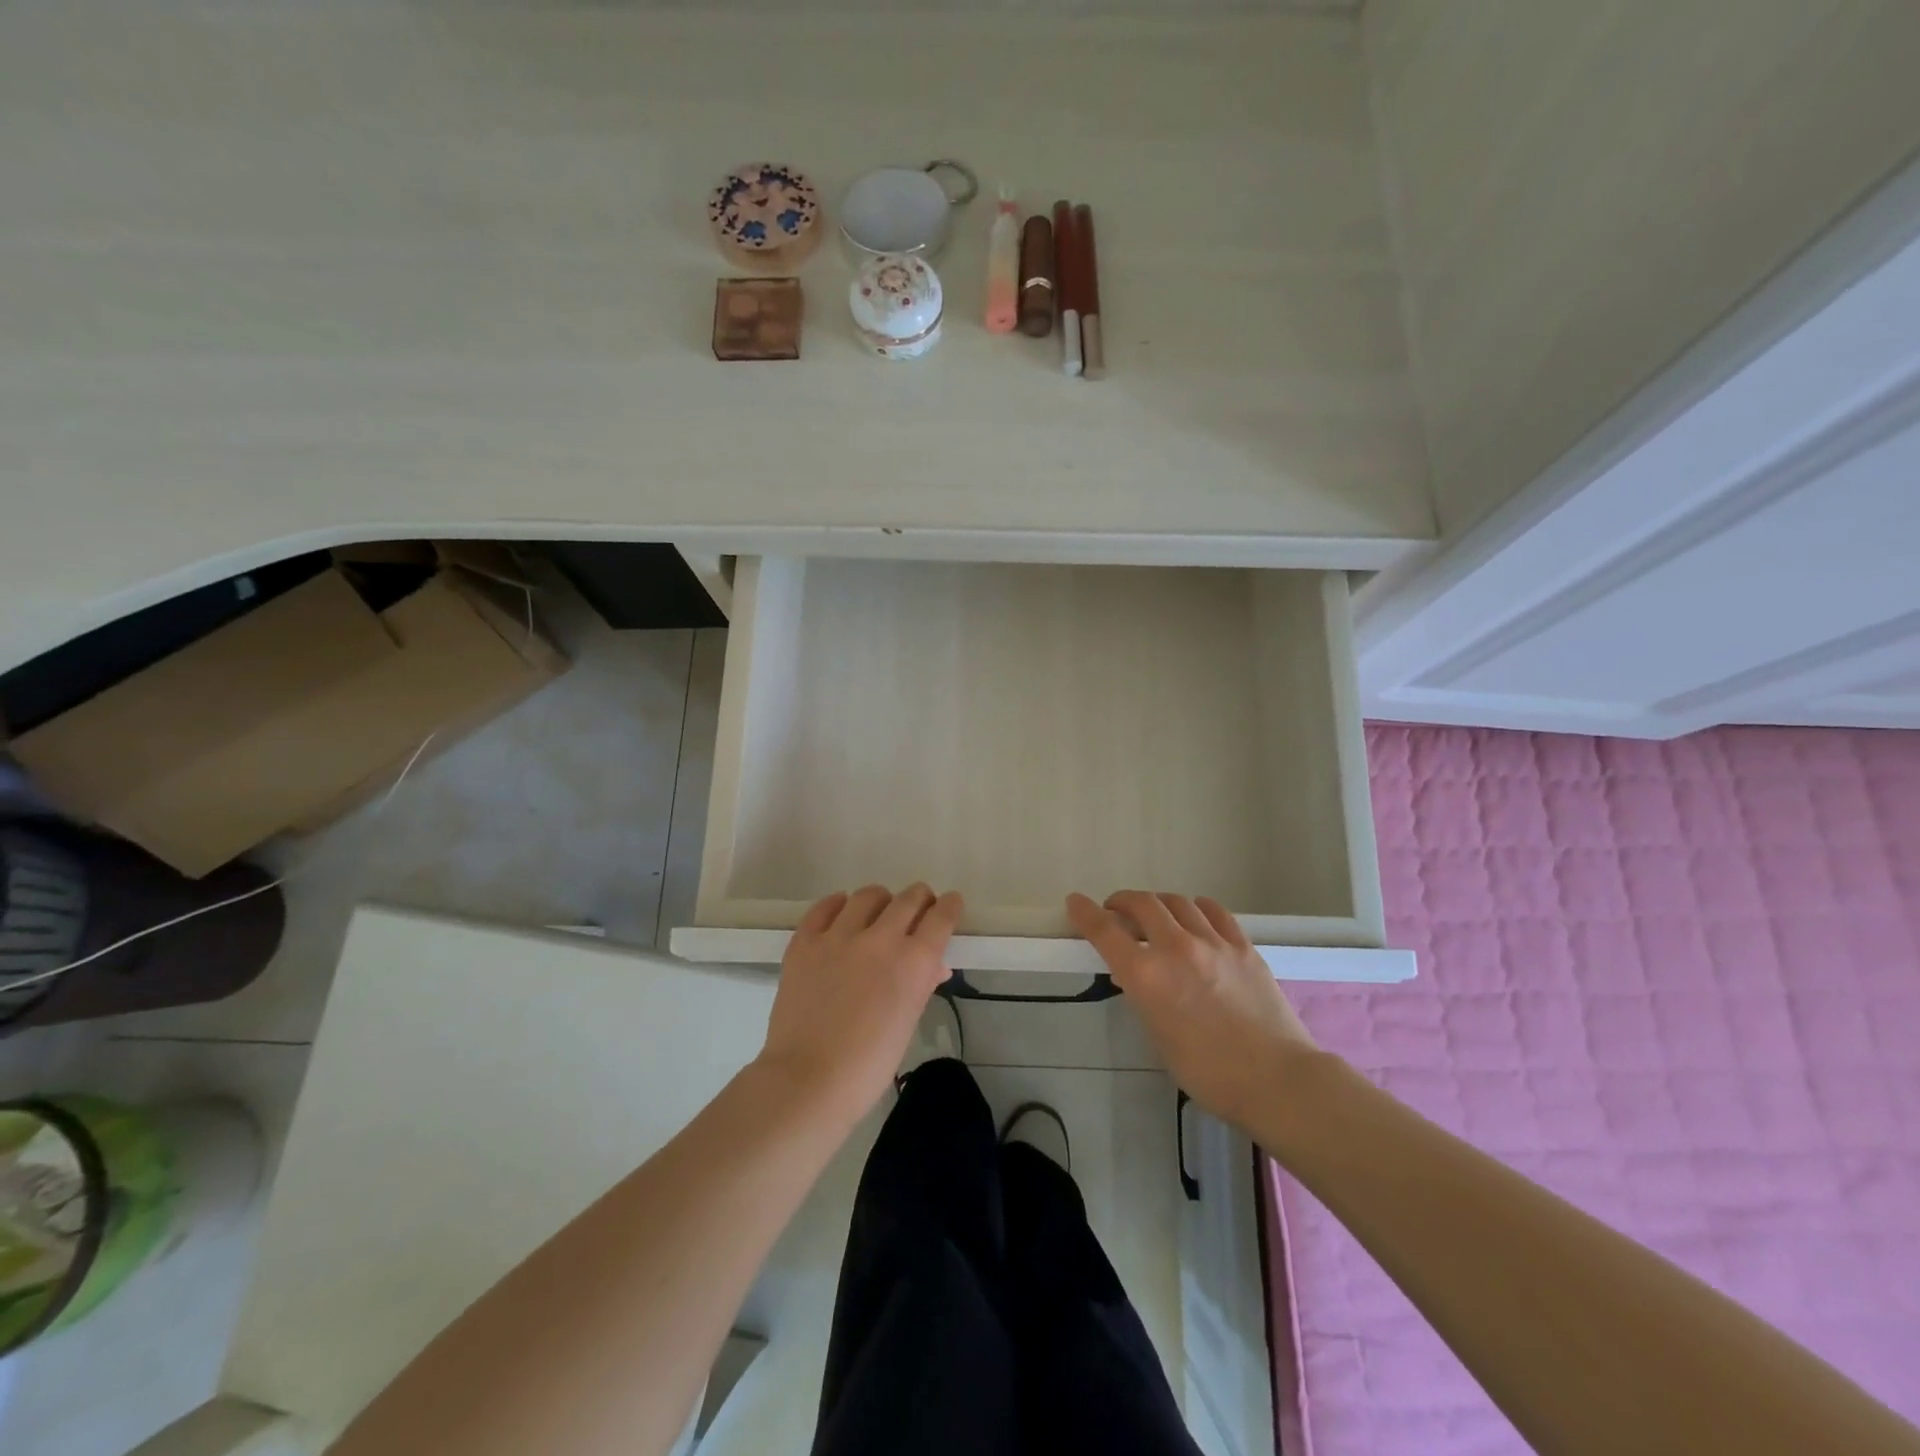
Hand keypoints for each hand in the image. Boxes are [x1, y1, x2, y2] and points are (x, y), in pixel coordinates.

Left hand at [758, 883, 962, 1116]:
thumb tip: (933, 965)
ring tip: (878, 912)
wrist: (807, 1080)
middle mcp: (881, 939)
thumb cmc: (868, 1064)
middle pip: (910, 898)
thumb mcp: (908, 1022)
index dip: (950, 907)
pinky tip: (841, 912)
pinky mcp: (806, 941)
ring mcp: (840, 936)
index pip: (941, 917)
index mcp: (914, 962)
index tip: (950, 904)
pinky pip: (825, 907)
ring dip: (881, 900)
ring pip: (869, 895)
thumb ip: (922, 985)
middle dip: (921, 899)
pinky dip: (838, 905)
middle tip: (919, 908)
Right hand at [1067, 890, 1318, 1128]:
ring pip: (1177, 901)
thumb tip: (1140, 977)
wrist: (1276, 1080)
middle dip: (1122, 901)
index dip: (1084, 912)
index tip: (1075, 902)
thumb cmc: (1208, 1073)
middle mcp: (1175, 948)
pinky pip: (1213, 911)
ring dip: (1157, 903)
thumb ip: (1145, 997)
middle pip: (1141, 903)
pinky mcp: (1243, 945)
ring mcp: (1213, 942)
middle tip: (1116, 911)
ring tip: (1155, 914)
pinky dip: (1195, 907)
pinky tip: (1195, 916)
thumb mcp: (1158, 1036)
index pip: (1104, 931)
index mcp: (1146, 976)